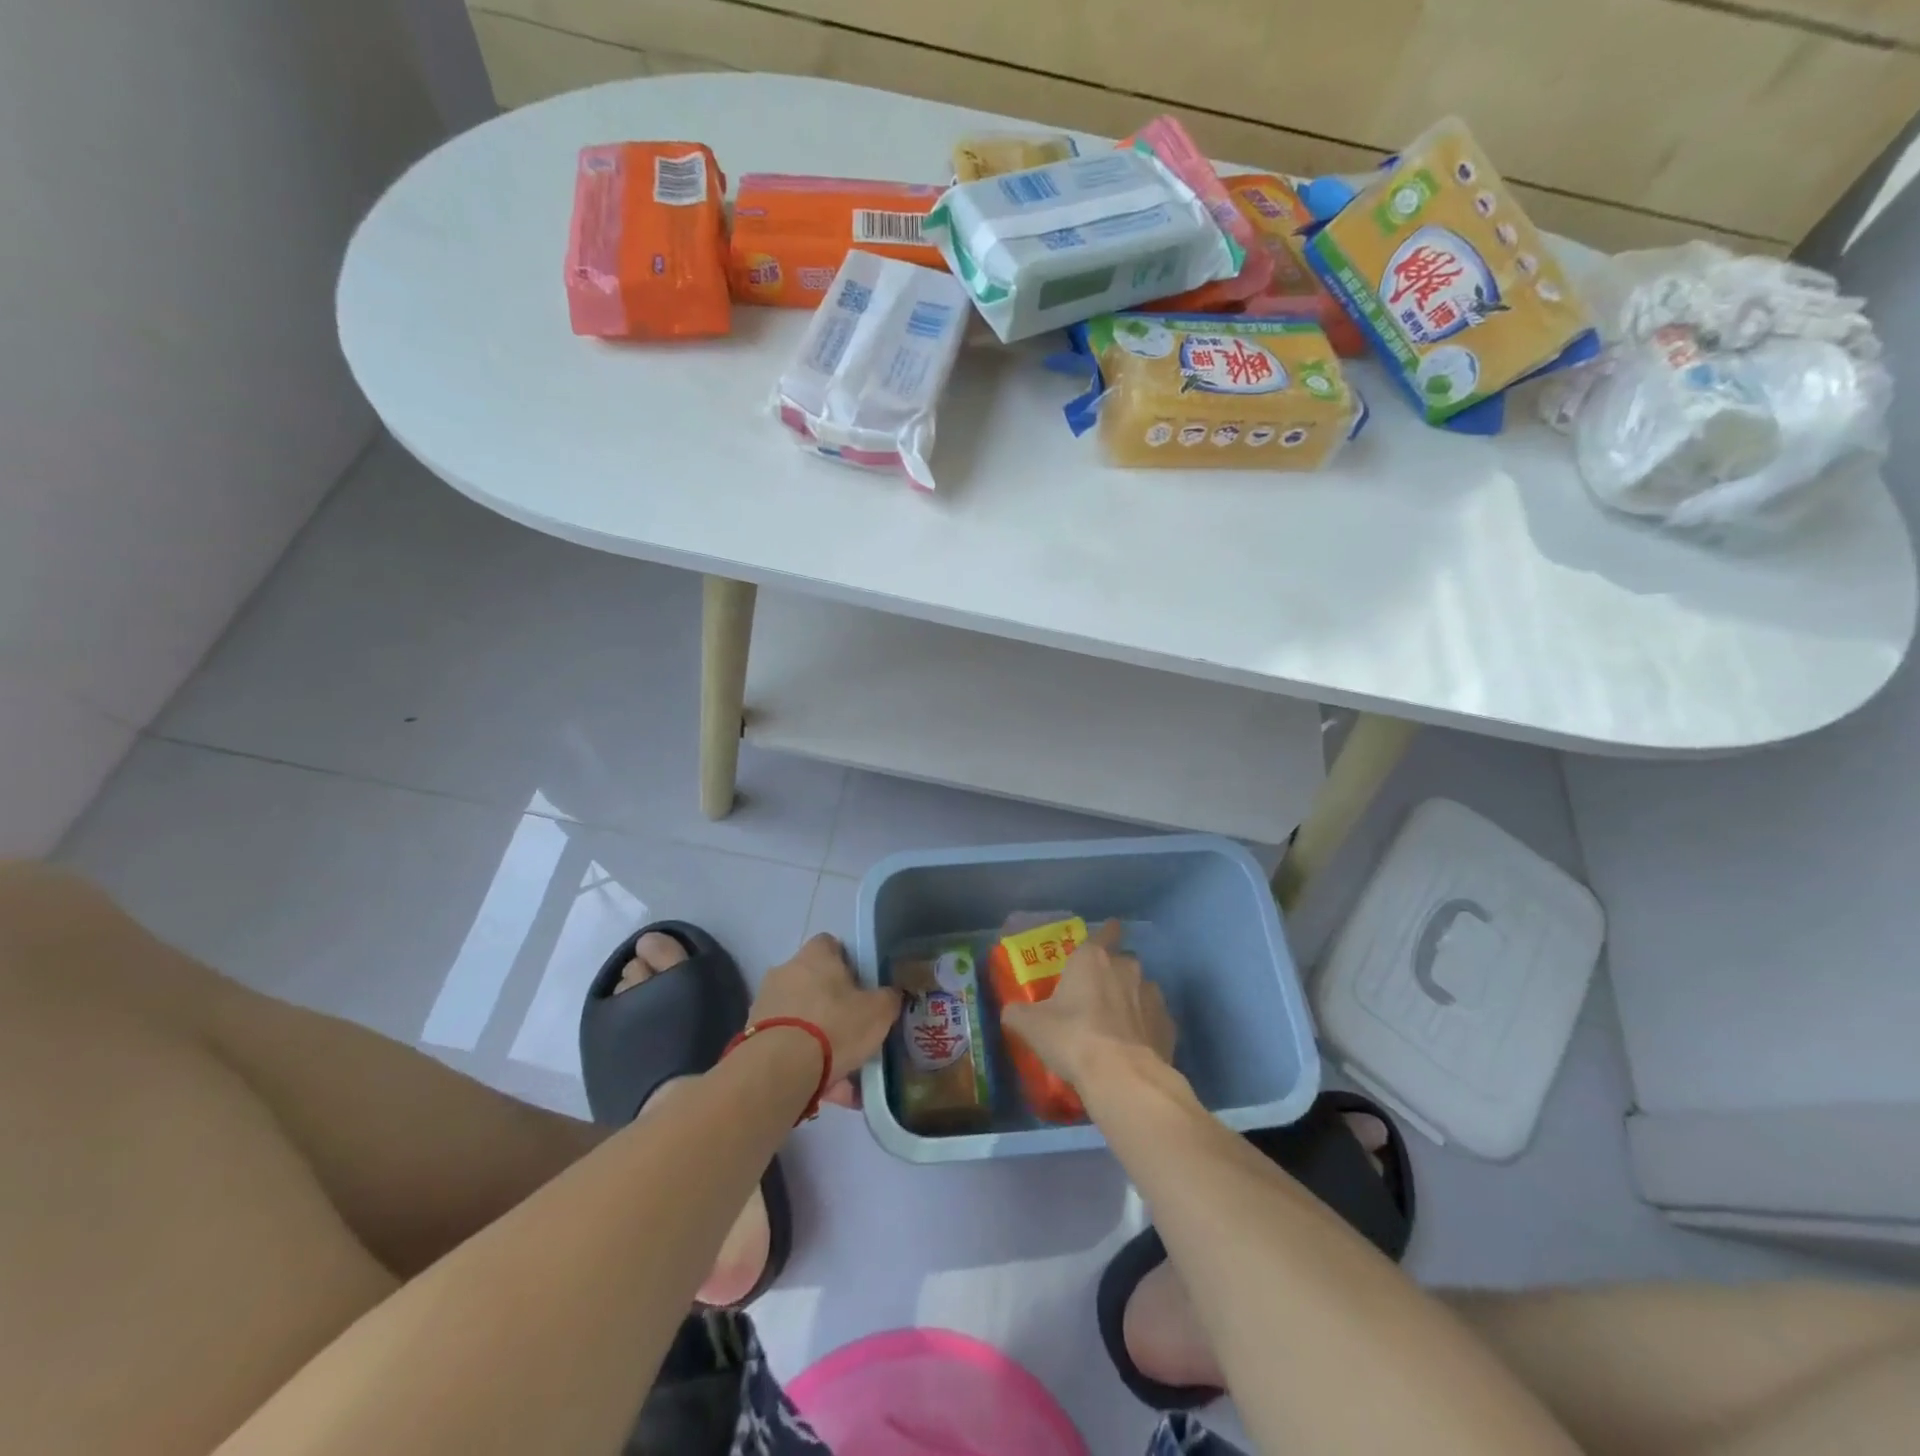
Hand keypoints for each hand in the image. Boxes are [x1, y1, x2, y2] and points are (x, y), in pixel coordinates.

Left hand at [749, 934, 901, 1108]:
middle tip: (855, 1032)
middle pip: (815, 984)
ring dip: (821, 1041)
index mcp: (816, 956)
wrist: (778, 1069)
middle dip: (834, 1007)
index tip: (862, 986)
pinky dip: (805, 1063)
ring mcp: (766, 1004)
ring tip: (845, 1076)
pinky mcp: (753, 1037)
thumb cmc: (834, 1026)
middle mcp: (786, 971)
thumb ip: (889, 999)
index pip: (832, 945)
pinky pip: (789, 1046)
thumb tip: (891, 994)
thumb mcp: (878, 1012)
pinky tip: (827, 1089)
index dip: (849, 963)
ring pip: (803, 1019)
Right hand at [1001, 920, 1175, 1091]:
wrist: (1122, 1077)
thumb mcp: (1030, 1026)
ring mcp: (1153, 996)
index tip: (1105, 937)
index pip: (1106, 931)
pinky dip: (1146, 1028)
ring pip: (1142, 989)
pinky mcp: (1169, 1026)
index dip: (1106, 932)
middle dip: (1113, 972)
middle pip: (1123, 961)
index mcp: (1093, 958)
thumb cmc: (1072, 1038)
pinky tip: (1134, 1047)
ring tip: (1116, 1025)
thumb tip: (1011, 1012)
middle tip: (1096, 994)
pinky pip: (1155, 1020)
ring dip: (1131, 1000)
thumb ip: (1018, 1013)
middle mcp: (1126, 968)